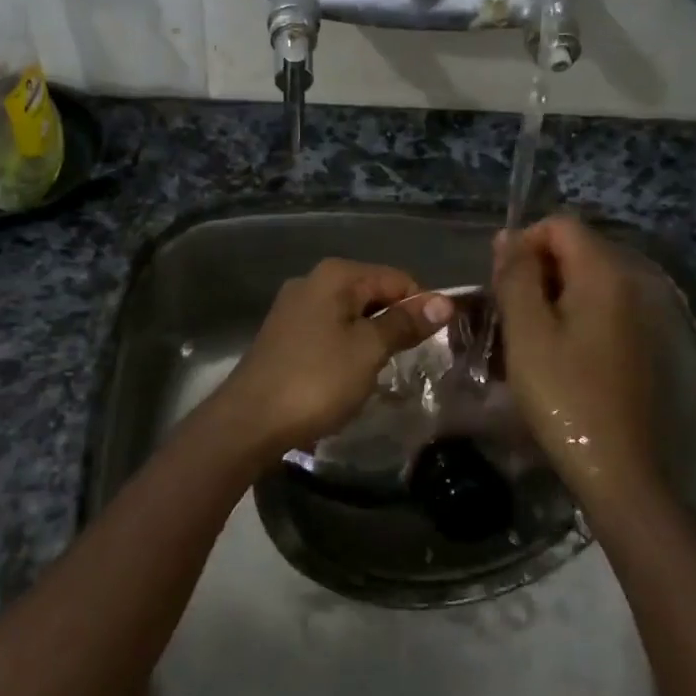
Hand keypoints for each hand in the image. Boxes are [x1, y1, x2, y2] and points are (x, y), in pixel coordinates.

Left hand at [203, 259, 452, 464]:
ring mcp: (294, 308)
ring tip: (384, 370)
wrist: (250, 419)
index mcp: (335, 275)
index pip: (396, 278)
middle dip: (396, 321)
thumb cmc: (316, 379)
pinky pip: (330, 331)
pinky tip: (351, 375)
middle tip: (414, 359)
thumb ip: (404, 323)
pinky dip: (347, 347)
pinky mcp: (285, 335)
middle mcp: (312, 281)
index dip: (421, 306)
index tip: (438, 341)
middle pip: (372, 293)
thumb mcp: (368, 350)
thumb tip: (445, 301)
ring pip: (351, 314)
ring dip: (372, 338)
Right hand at [492, 217, 659, 495]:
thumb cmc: (563, 394)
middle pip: (575, 251)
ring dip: (548, 297)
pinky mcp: (638, 345)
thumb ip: (516, 276)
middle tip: (506, 313)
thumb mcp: (526, 331)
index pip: (560, 225)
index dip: (524, 243)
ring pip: (583, 283)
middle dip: (534, 271)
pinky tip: (551, 355)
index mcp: (604, 275)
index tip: (500, 282)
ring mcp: (639, 317)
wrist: (617, 468)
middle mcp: (630, 285)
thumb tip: (508, 237)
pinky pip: (597, 311)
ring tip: (522, 336)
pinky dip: (569, 319)